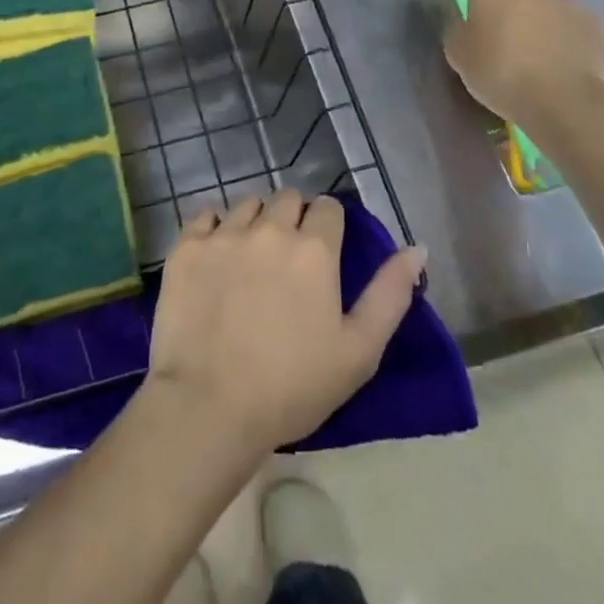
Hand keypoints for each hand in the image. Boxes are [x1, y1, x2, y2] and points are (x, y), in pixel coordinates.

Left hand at [145, 191, 426, 455]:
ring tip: (251, 257)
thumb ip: (391, 294)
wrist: (209, 405)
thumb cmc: (293, 386)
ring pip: (247, 204)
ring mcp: (223, 234)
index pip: (328, 208)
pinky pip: (204, 216)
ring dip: (255, 221)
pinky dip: (214, 228)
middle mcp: (269, 228)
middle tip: (289, 258)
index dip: (329, 226)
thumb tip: (416, 248)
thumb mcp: (359, 350)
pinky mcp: (186, 247)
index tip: (325, 252)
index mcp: (314, 249)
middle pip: (287, 198)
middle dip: (294, 218)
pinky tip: (215, 256)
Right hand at [444, 0, 603, 123]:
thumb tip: (467, 19)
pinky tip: (559, 59)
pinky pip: (570, 20)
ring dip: (537, 14)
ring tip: (534, 49)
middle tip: (501, 27)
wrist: (563, 102)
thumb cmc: (499, 73)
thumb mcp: (458, 54)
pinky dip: (563, 32)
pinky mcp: (594, 22)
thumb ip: (459, 27)